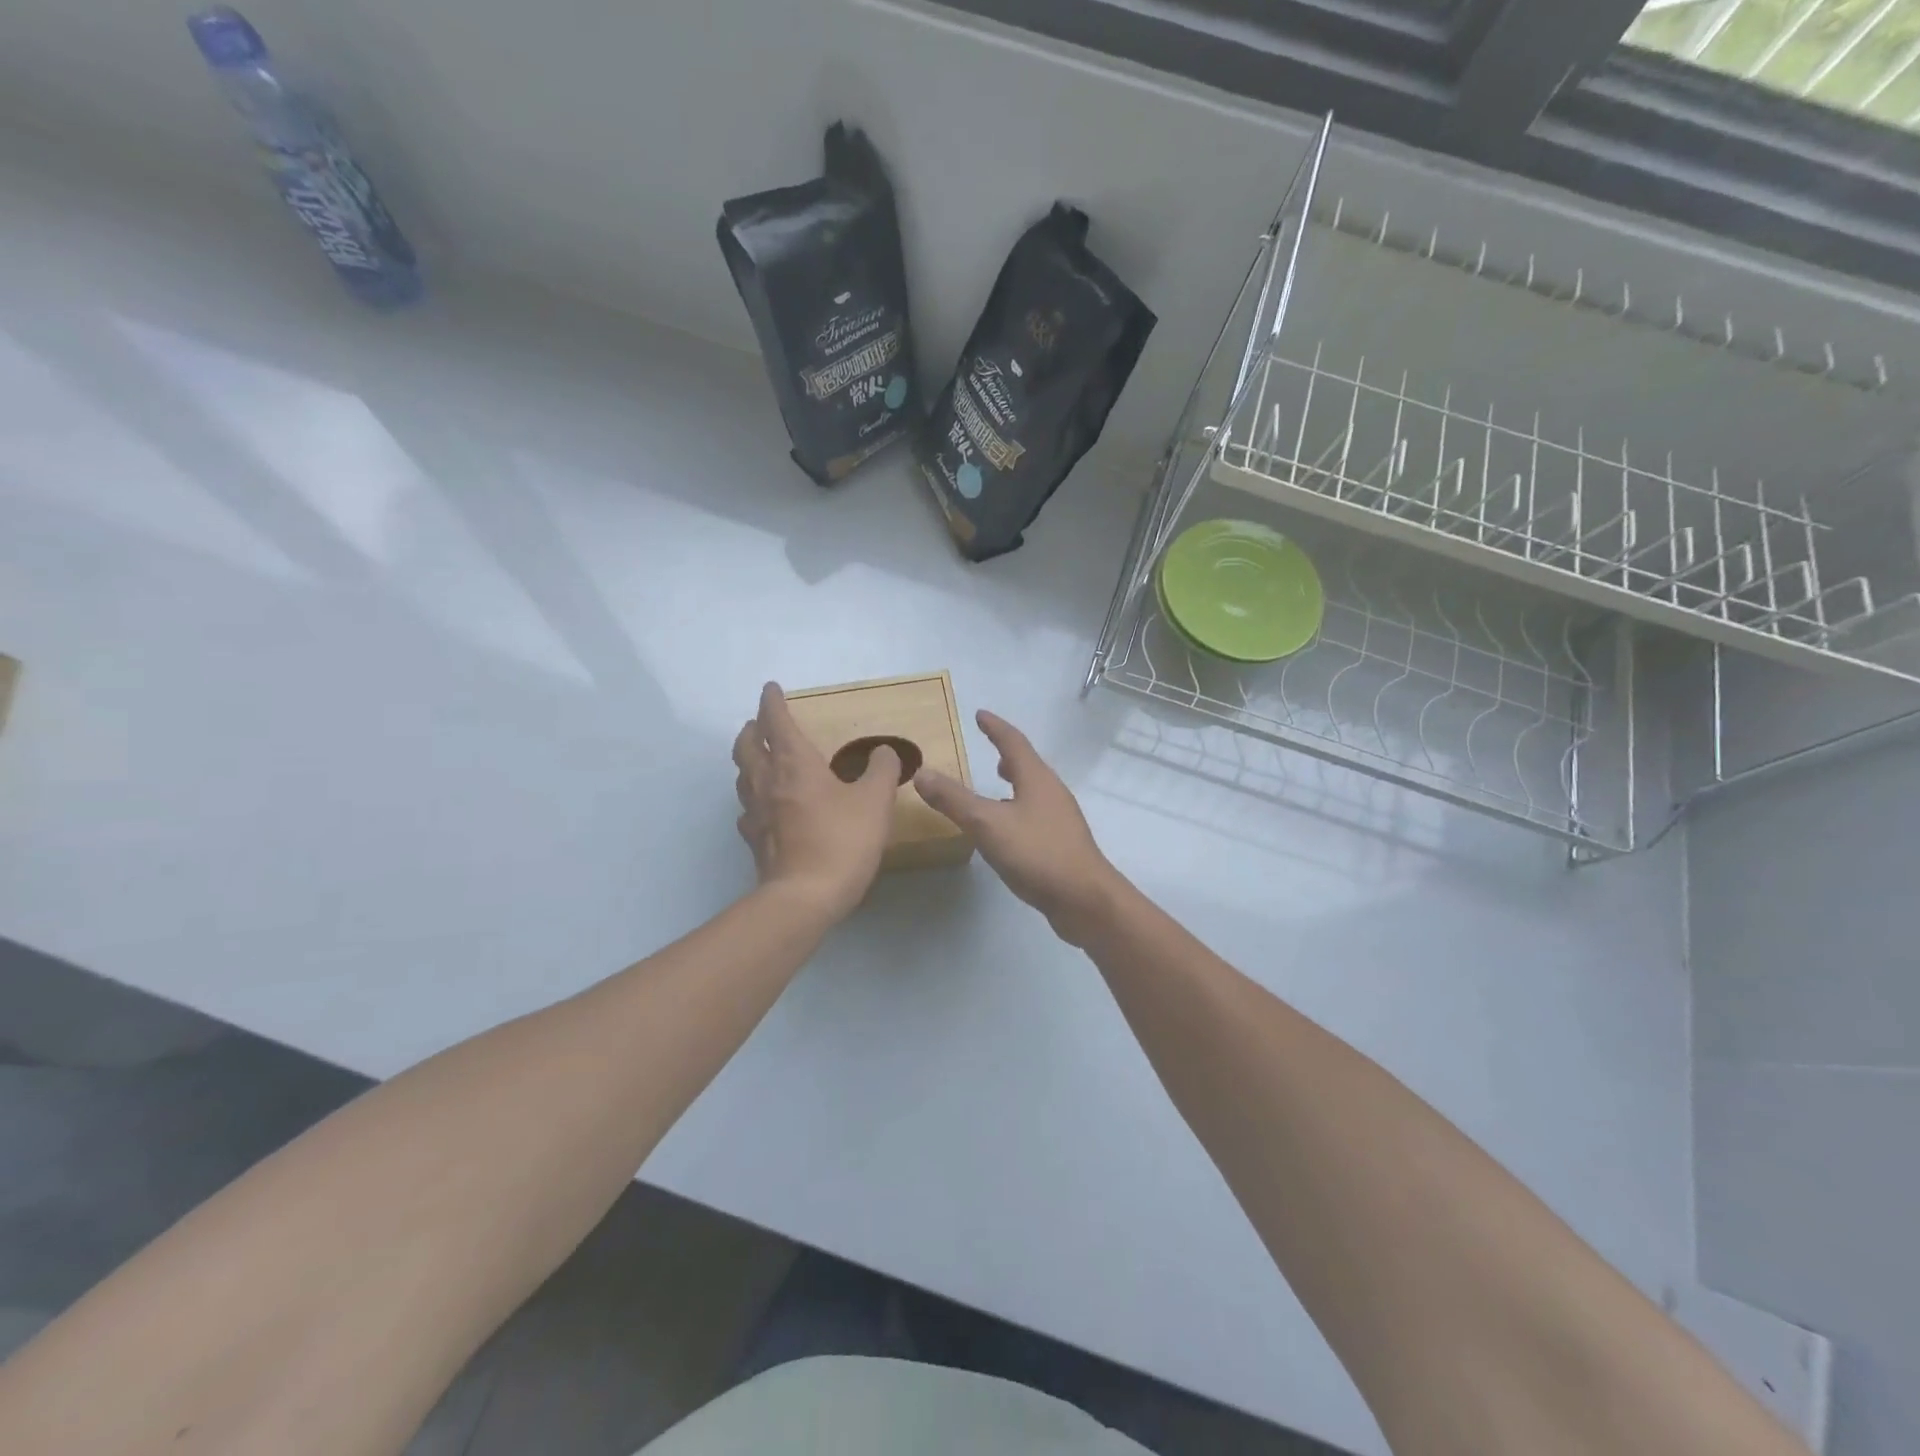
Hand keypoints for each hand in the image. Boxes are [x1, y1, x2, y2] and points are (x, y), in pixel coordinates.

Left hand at [734, 682, 899, 919]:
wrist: (805, 897)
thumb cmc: (842, 839)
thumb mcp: (876, 800)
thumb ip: (882, 770)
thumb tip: (883, 752)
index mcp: (794, 762)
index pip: (775, 720)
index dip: (772, 701)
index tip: (771, 688)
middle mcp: (767, 780)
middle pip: (747, 744)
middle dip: (753, 728)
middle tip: (762, 723)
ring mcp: (755, 811)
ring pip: (742, 774)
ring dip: (749, 760)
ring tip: (762, 760)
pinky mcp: (754, 840)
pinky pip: (748, 809)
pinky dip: (754, 797)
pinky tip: (767, 808)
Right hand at [912, 710, 1124, 944]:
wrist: (1084, 900)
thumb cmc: (1037, 853)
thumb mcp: (987, 824)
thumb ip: (954, 799)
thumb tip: (922, 772)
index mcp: (1036, 779)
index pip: (1013, 742)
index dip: (995, 727)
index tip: (980, 714)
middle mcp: (1052, 792)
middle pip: (1028, 764)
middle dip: (1007, 754)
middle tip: (989, 748)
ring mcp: (1060, 819)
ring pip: (1033, 790)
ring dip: (1015, 781)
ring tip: (997, 783)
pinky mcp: (1062, 843)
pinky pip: (1035, 814)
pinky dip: (1018, 808)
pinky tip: (1008, 828)